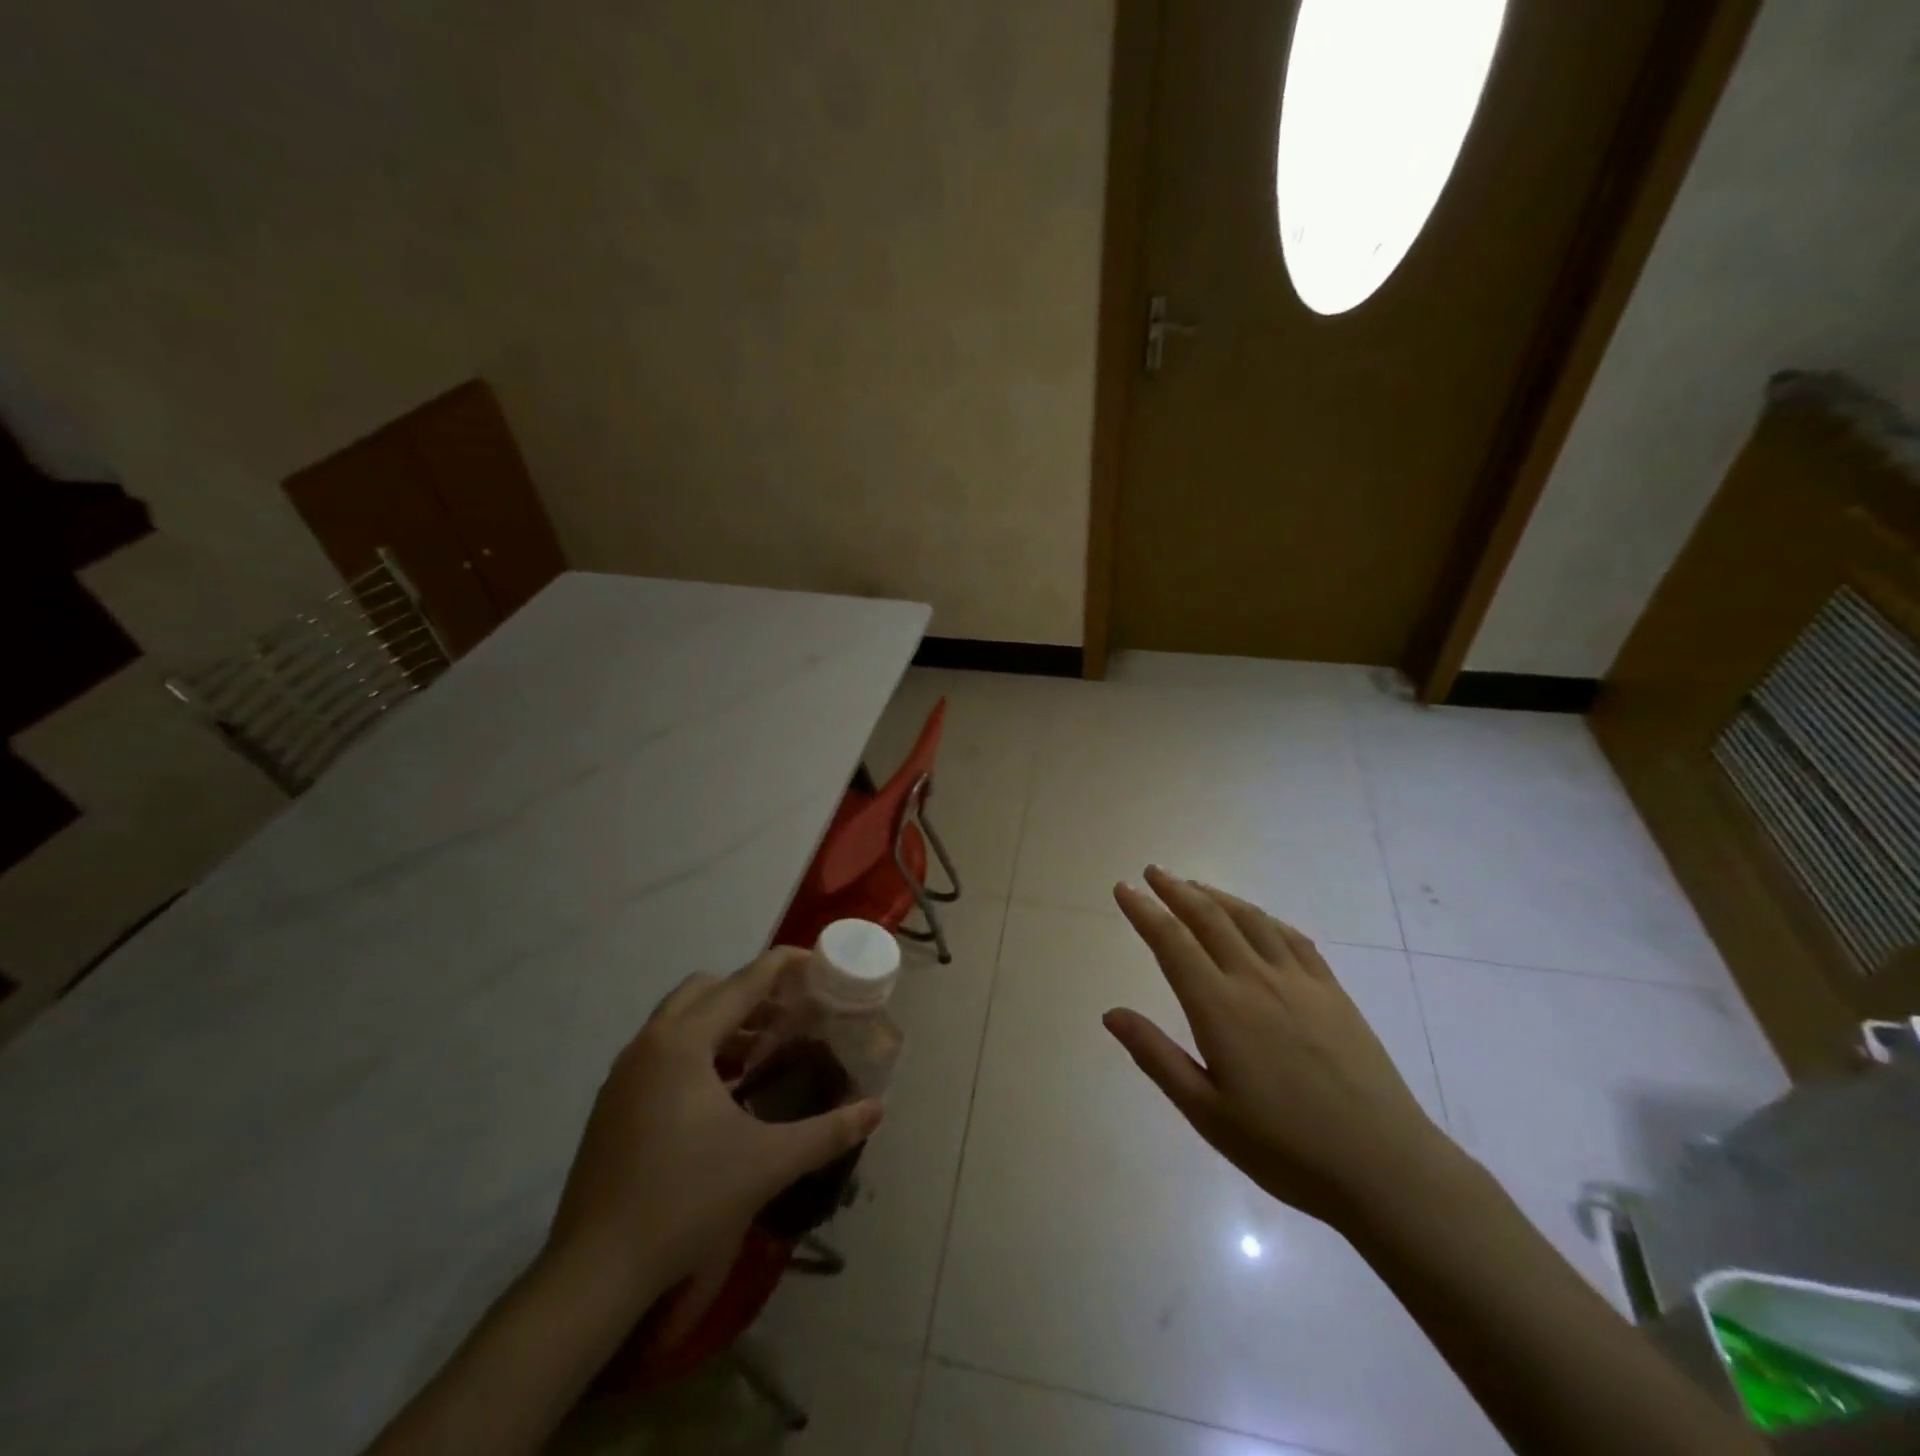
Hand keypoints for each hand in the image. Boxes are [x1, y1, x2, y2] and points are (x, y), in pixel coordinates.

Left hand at [546, 947, 882, 1304]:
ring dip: (723, 1022)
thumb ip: (828, 1132)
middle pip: (706, 989)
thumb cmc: (686, 1201)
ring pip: (680, 1019)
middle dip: (751, 992)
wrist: (595, 1272)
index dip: (781, 965)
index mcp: (683, 1043)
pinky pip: (662, 1050)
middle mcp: (649, 1044)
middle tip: (789, 1016)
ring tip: (762, 1052)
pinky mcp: (612, 1102)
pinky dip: (698, 1050)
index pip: (743, 983)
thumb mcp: (769, 1163)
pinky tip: (723, 1092)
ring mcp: (624, 1073)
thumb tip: (877, 1109)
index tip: (815, 959)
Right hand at [1105, 866, 1454, 1228]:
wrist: (1384, 1167)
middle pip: (1209, 918)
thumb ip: (1156, 1056)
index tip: (1124, 888)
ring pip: (1250, 920)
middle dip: (1176, 890)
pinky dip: (1265, 918)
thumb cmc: (1284, 1148)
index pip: (1172, 942)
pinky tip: (1257, 919)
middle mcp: (1256, 980)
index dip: (1144, 911)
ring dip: (1217, 896)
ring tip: (1194, 885)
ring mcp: (1299, 981)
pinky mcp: (1332, 992)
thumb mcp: (1206, 1113)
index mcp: (1220, 1007)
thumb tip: (1110, 1013)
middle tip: (1153, 872)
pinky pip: (1292, 938)